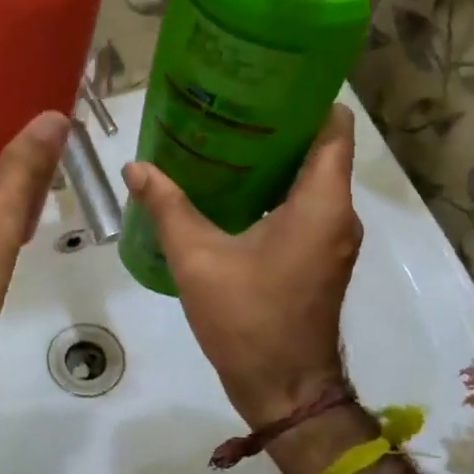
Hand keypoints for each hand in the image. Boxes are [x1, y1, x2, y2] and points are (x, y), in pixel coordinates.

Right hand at [123, 104, 361, 425]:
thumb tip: (135, 167)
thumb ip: (167, 207)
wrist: (284, 390)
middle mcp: (338, 214)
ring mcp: (333, 239)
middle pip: (320, 150)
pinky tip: (231, 192)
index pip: (333, 127)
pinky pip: (304, 207)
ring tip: (224, 142)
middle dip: (279, 126)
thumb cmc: (248, 319)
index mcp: (321, 203)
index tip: (265, 82)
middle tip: (230, 108)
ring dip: (274, 161)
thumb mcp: (198, 259)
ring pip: (311, 180)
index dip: (307, 98)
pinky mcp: (320, 258)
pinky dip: (274, 192)